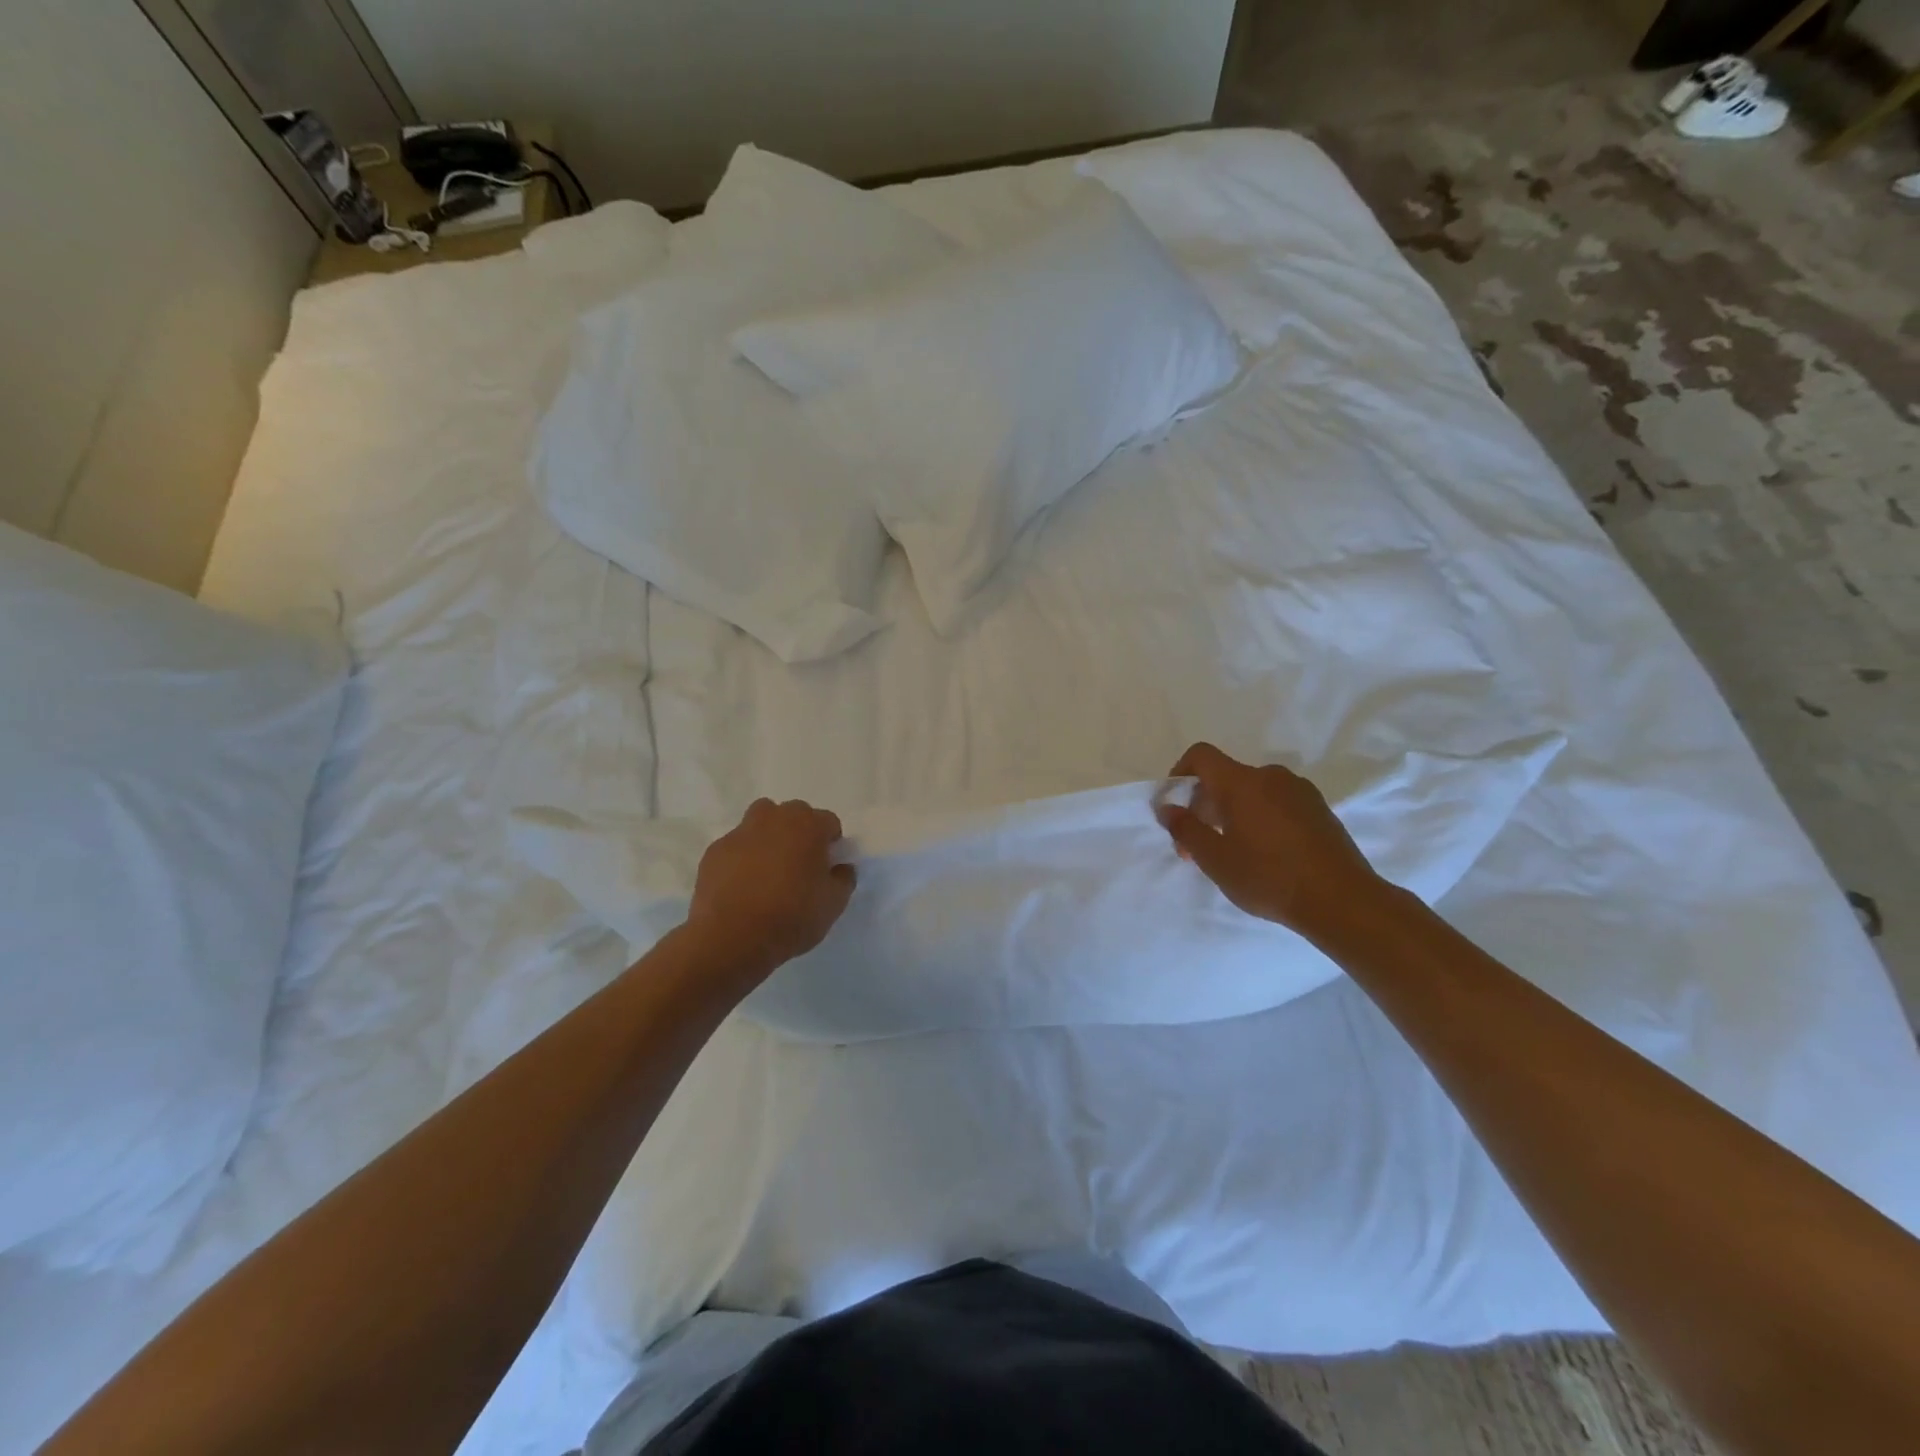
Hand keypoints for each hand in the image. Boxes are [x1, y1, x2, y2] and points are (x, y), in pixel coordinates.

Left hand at [684, 798, 855, 980]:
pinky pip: (736, 846)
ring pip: (760, 821)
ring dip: (769, 836)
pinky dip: (742, 857)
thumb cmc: (792, 916)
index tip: (828, 865)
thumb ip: (843, 879)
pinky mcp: (715, 851)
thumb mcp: (833, 904)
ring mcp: (740, 832)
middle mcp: (774, 819)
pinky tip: (743, 885)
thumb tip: (841, 868)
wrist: (732, 937)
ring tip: (769, 868)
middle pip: (793, 814)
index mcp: (808, 825)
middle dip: (799, 831)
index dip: (831, 842)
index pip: (828, 821)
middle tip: (800, 864)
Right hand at [1157, 742, 1387, 940]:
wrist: (1341, 900)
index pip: (1202, 756)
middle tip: (1197, 847)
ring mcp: (1299, 791)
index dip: (1180, 772)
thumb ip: (1185, 828)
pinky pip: (1276, 803)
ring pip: (1251, 792)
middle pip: (1225, 777)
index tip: (1174, 806)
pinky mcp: (1319, 809)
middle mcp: (1270, 776)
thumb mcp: (1215, 859)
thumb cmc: (1269, 877)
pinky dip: (1259, 818)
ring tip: (1231, 853)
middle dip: (1203, 807)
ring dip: (1232, 814)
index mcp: (1241, 782)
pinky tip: (1264, 854)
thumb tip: (1167, 807)